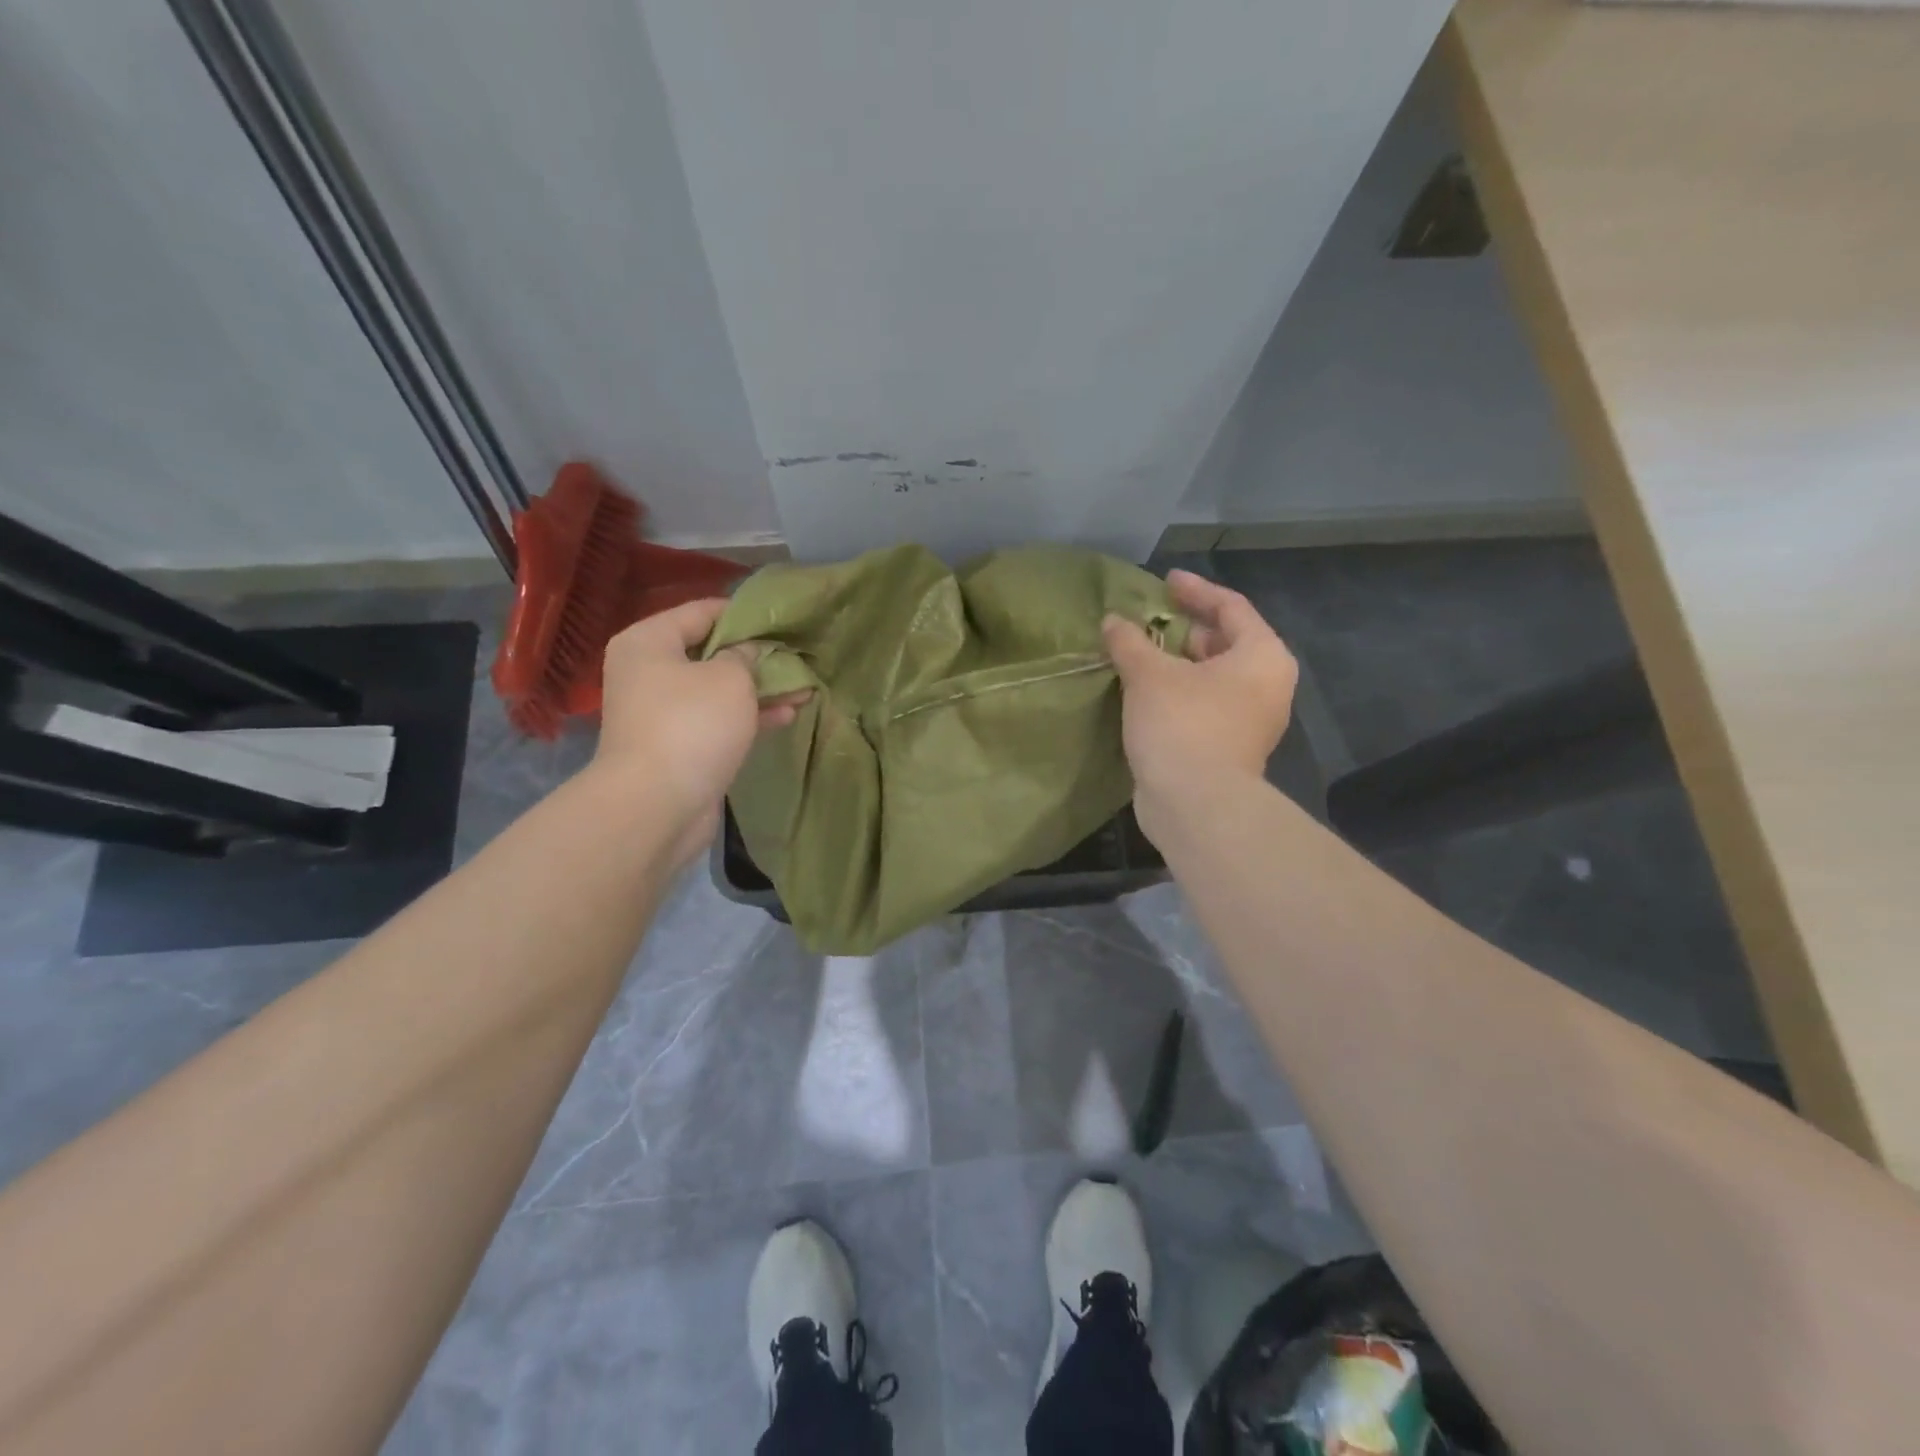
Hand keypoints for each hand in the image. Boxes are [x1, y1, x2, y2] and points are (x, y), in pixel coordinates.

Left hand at [593, 599, 807, 864]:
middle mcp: (650, 672)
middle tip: (796, 655)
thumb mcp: (730, 678)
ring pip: (719, 690)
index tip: (782, 619)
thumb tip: (748, 653)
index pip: (701, 611)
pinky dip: (750, 717)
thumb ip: (746, 656)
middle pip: (710, 652)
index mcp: (649, 642)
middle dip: (756, 656)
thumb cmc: (691, 725)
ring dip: (759, 689)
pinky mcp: (680, 746)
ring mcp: (663, 712)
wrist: (656, 805)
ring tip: (804, 687)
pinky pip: (719, 721)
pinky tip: (789, 714)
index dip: (743, 613)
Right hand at [1102, 570, 1297, 838]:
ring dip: (1176, 663)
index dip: (1195, 590)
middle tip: (1147, 620)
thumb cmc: (1183, 725)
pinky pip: (1203, 704)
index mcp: (1262, 656)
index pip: (1231, 607)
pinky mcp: (1229, 747)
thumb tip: (1112, 621)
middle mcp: (1266, 685)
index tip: (1164, 582)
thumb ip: (1130, 641)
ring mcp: (1250, 720)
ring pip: (1212, 676)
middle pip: (1224, 641)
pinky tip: (1144, 691)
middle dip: (1184, 629)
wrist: (1196, 806)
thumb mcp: (1149, 675)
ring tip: (1139, 653)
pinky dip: (1177, 691)